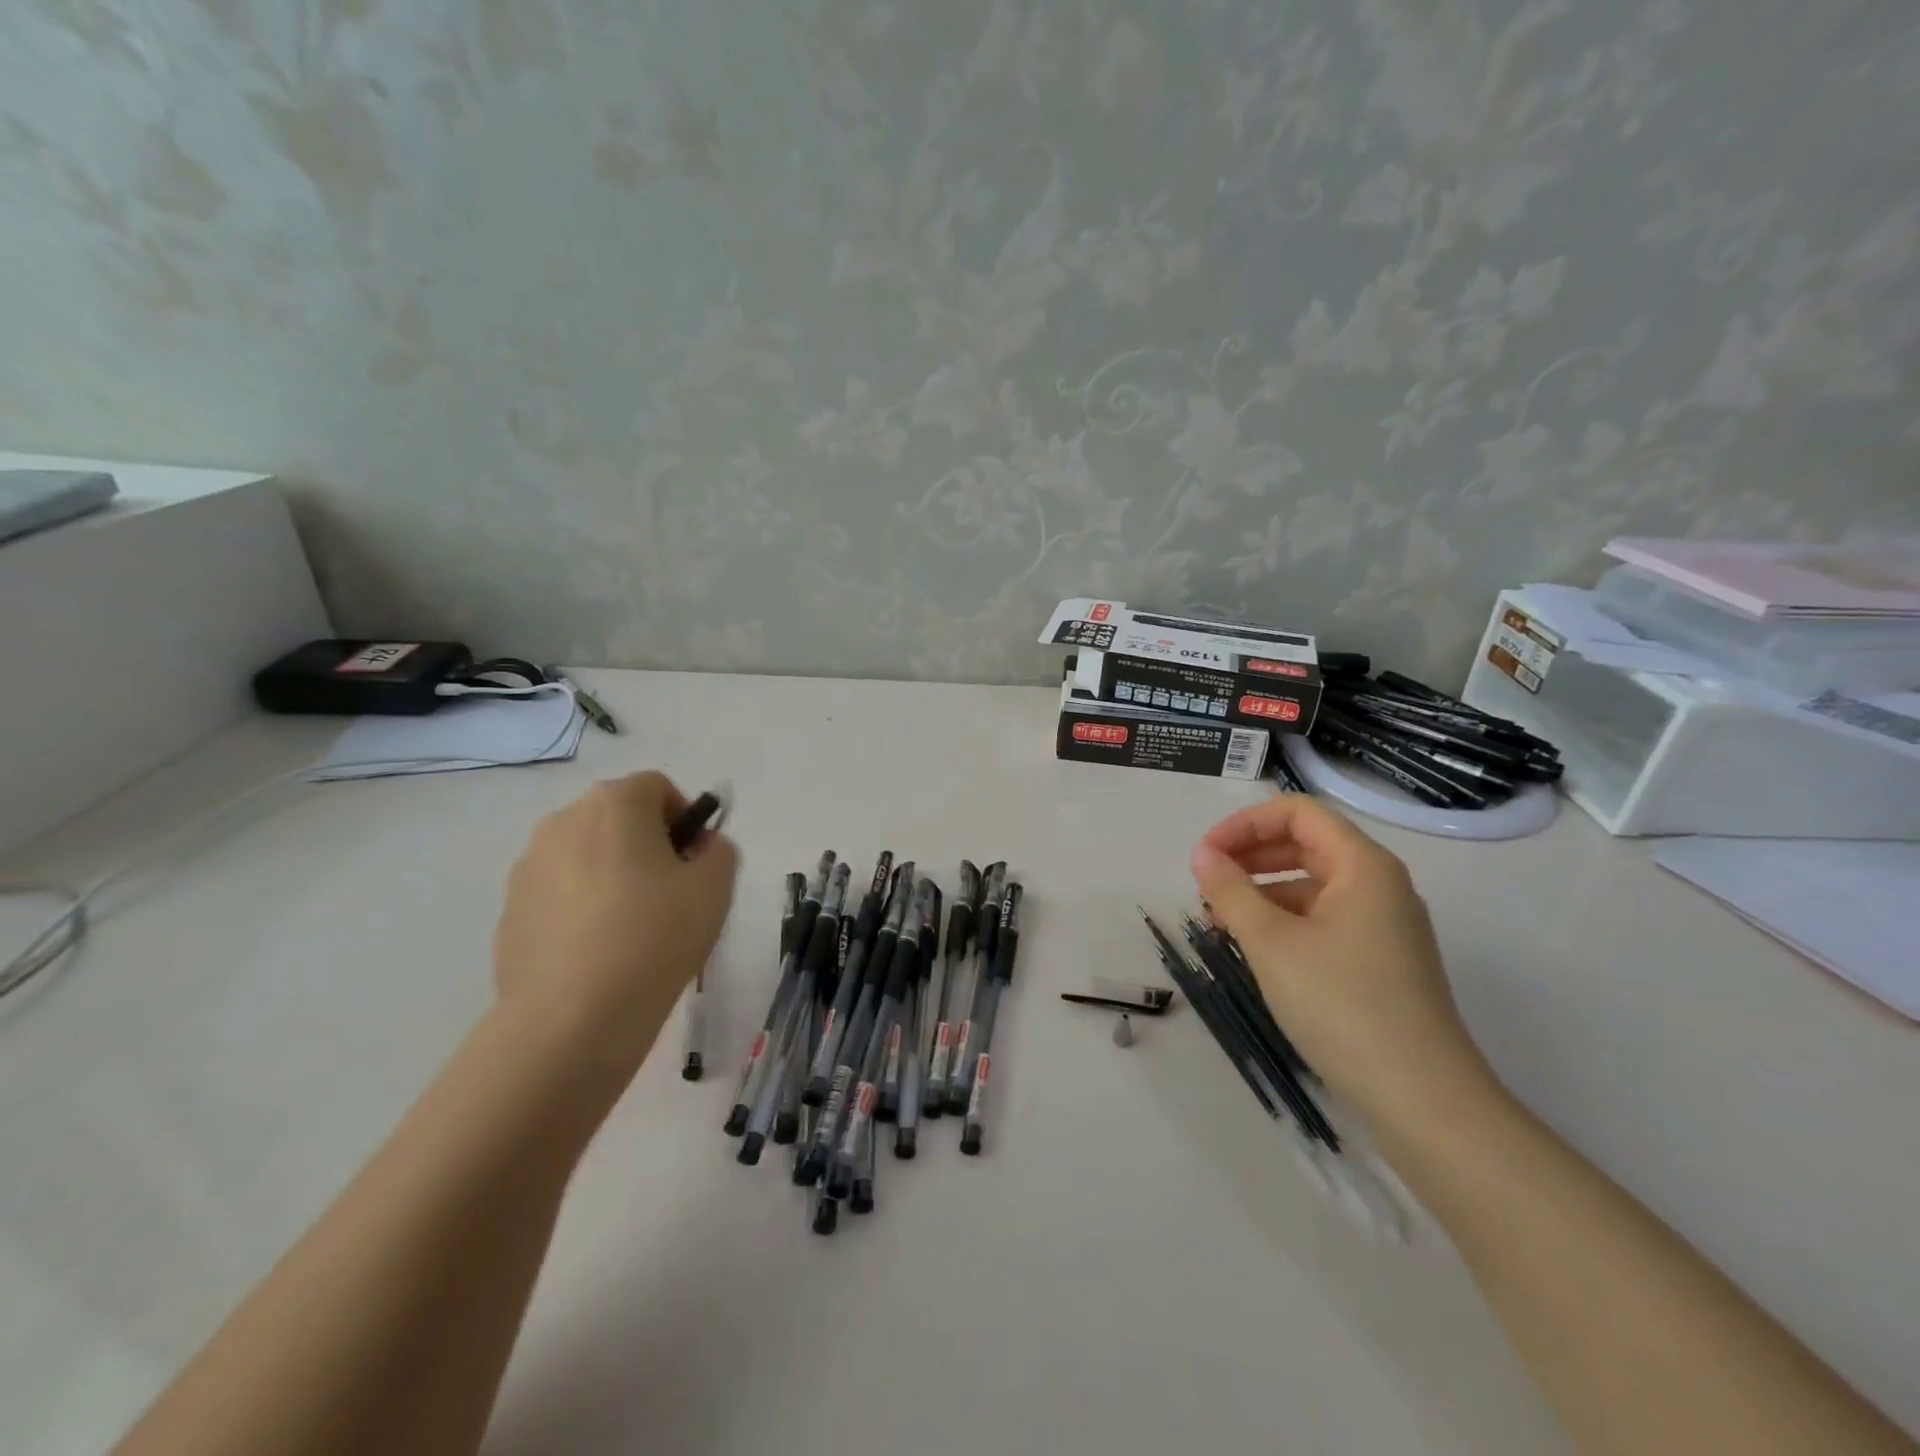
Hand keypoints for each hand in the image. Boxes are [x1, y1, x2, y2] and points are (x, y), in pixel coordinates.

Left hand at [494, 772, 738, 1072]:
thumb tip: (698, 849)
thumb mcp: (715, 887)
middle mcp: (563, 821)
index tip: (694, 863)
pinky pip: (560, 893)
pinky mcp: (510, 910)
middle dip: (647, 844)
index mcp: (614, 804)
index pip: (657, 788)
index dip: (684, 819)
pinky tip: (598, 952)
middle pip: (618, 818)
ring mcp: (528, 866)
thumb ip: (718, 851)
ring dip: (612, 874)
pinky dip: (582, 908)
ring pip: (586, 855)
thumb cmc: (655, 936)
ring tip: (633, 929)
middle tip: (671, 894)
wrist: (572, 1018)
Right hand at [1191, 795, 1498, 1140]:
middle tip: (1207, 884)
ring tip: (1222, 921)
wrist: (1423, 1099)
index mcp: (1363, 865)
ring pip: (1313, 884)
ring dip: (1263, 891)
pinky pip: (1325, 919)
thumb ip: (1230, 891)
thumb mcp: (1271, 942)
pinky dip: (1285, 921)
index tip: (1206, 856)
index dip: (1245, 824)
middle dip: (1250, 855)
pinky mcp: (1382, 961)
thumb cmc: (1341, 1004)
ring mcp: (1385, 925)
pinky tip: (1256, 949)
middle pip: (1306, 844)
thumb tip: (1203, 856)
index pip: (1297, 813)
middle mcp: (1380, 885)